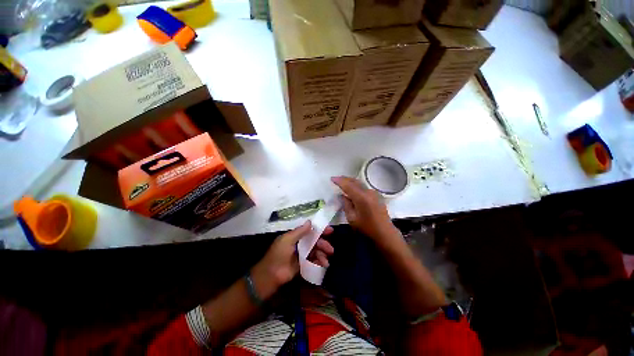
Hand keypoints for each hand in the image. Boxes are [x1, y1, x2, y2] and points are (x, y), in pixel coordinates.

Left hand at [251, 221, 333, 299]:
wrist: (271, 275)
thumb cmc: (278, 254)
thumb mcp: (287, 240)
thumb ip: (299, 231)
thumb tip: (310, 221)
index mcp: (295, 236)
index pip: (309, 230)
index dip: (319, 230)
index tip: (330, 230)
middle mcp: (299, 244)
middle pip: (315, 241)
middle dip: (323, 244)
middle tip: (331, 249)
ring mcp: (301, 255)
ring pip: (315, 251)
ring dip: (322, 255)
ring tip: (326, 261)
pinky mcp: (303, 265)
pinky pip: (313, 261)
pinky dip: (319, 262)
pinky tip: (323, 265)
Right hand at [331, 176, 399, 244]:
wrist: (385, 233)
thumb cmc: (367, 228)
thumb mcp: (352, 218)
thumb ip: (346, 205)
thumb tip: (342, 196)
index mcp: (361, 197)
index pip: (348, 185)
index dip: (339, 181)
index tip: (332, 178)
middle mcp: (368, 192)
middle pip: (354, 181)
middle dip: (344, 179)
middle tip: (336, 179)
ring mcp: (374, 192)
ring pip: (359, 183)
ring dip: (350, 181)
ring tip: (342, 182)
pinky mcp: (377, 195)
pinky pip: (364, 187)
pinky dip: (356, 185)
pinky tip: (352, 189)